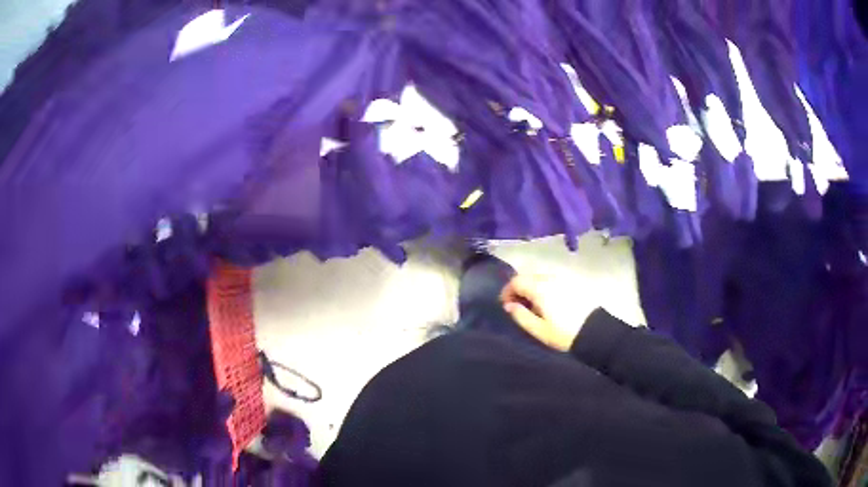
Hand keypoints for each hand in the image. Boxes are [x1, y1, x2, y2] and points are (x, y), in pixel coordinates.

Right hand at [499, 275, 588, 351]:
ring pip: (541, 277)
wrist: (595, 331)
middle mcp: (550, 278)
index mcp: (540, 288)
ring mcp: (563, 279)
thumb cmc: (564, 333)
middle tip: (518, 305)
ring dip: (532, 287)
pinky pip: (552, 280)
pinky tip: (548, 302)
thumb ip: (521, 316)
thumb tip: (508, 305)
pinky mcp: (573, 283)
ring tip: (533, 305)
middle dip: (519, 288)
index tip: (506, 306)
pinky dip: (544, 287)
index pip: (516, 281)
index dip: (507, 292)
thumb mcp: (539, 330)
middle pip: (528, 276)